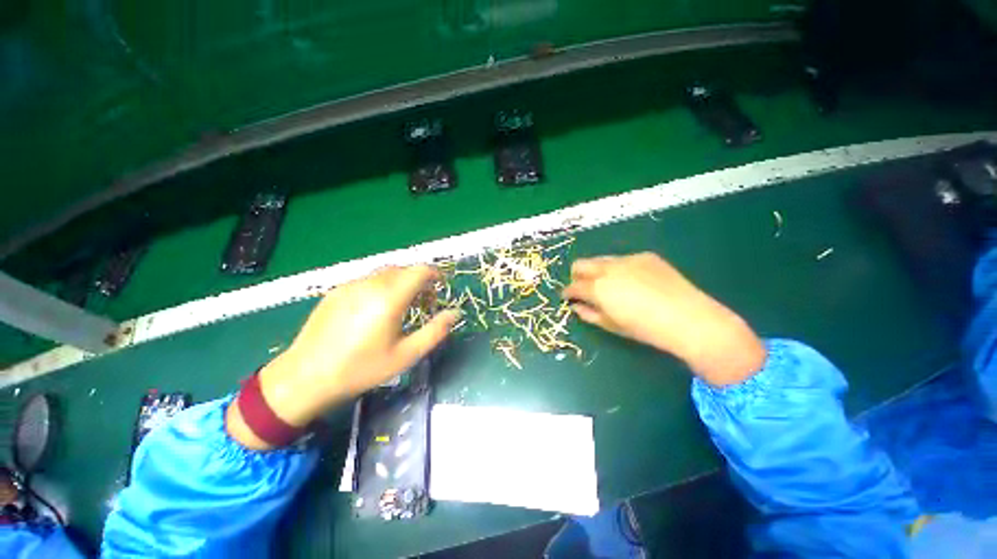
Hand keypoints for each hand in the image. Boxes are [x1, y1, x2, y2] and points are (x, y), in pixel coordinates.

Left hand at [229, 265, 458, 448]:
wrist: (304, 378)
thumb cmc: (361, 369)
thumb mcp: (405, 355)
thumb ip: (435, 331)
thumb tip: (455, 313)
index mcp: (389, 298)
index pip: (420, 270)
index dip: (435, 273)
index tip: (441, 286)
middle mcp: (370, 284)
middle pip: (404, 269)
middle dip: (419, 280)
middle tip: (425, 302)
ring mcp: (350, 285)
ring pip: (385, 273)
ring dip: (401, 282)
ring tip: (402, 306)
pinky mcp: (336, 291)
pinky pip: (367, 280)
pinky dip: (382, 286)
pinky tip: (375, 309)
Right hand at [562, 252, 765, 385]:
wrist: (690, 319)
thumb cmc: (646, 329)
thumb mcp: (613, 326)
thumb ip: (589, 314)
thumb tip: (576, 307)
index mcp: (598, 287)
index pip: (574, 286)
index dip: (568, 292)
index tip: (567, 297)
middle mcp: (609, 268)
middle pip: (581, 264)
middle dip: (577, 276)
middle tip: (583, 288)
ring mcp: (628, 259)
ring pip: (601, 260)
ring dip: (598, 271)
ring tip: (610, 285)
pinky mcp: (645, 256)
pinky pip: (623, 260)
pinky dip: (620, 269)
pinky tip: (634, 282)